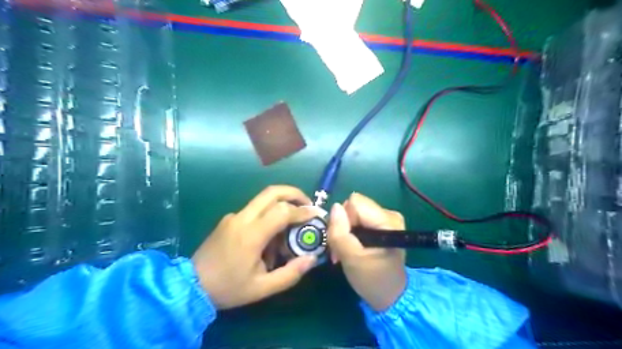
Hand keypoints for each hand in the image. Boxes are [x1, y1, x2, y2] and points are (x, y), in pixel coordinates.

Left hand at [194, 187, 319, 309]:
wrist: (190, 286)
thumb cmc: (228, 288)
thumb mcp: (262, 288)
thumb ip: (290, 274)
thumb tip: (312, 259)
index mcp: (250, 235)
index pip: (282, 211)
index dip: (302, 210)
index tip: (317, 214)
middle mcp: (242, 218)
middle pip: (272, 192)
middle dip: (294, 193)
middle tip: (308, 204)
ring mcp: (234, 216)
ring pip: (263, 198)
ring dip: (282, 204)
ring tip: (291, 224)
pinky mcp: (229, 218)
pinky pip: (255, 209)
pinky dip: (269, 214)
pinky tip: (270, 236)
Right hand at [327, 194, 408, 309]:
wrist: (390, 296)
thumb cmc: (372, 280)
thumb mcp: (352, 258)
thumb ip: (340, 232)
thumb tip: (334, 207)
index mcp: (387, 221)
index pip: (355, 203)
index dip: (344, 219)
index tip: (343, 240)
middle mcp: (389, 214)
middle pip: (354, 206)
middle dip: (343, 225)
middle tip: (341, 248)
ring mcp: (386, 219)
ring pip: (353, 213)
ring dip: (345, 231)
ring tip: (346, 250)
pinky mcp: (381, 224)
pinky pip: (358, 219)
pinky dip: (351, 233)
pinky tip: (352, 247)